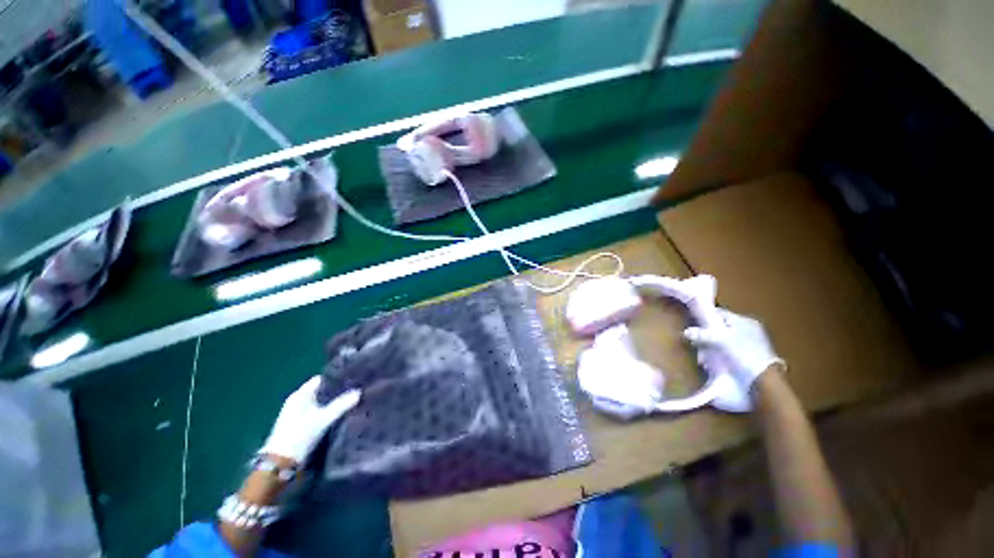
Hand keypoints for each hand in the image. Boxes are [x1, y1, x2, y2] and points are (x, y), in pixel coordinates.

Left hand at [260, 376, 360, 465]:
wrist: (281, 461)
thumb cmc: (300, 434)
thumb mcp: (324, 419)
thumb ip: (341, 404)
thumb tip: (359, 392)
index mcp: (300, 394)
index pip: (321, 379)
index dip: (336, 378)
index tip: (352, 379)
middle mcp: (297, 400)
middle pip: (320, 390)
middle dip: (336, 391)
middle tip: (354, 390)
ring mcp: (296, 412)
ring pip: (319, 402)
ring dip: (331, 402)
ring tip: (349, 400)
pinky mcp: (298, 423)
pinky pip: (316, 411)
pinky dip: (326, 411)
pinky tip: (338, 413)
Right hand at [683, 309, 783, 391]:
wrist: (764, 381)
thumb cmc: (743, 355)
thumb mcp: (720, 341)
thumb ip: (702, 334)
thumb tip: (686, 332)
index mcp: (745, 321)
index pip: (720, 313)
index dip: (705, 317)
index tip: (693, 324)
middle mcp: (750, 330)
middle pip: (721, 328)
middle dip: (707, 336)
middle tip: (698, 345)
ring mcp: (752, 344)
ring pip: (725, 341)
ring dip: (713, 348)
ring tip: (704, 358)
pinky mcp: (752, 357)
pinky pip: (731, 351)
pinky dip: (721, 355)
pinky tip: (715, 363)